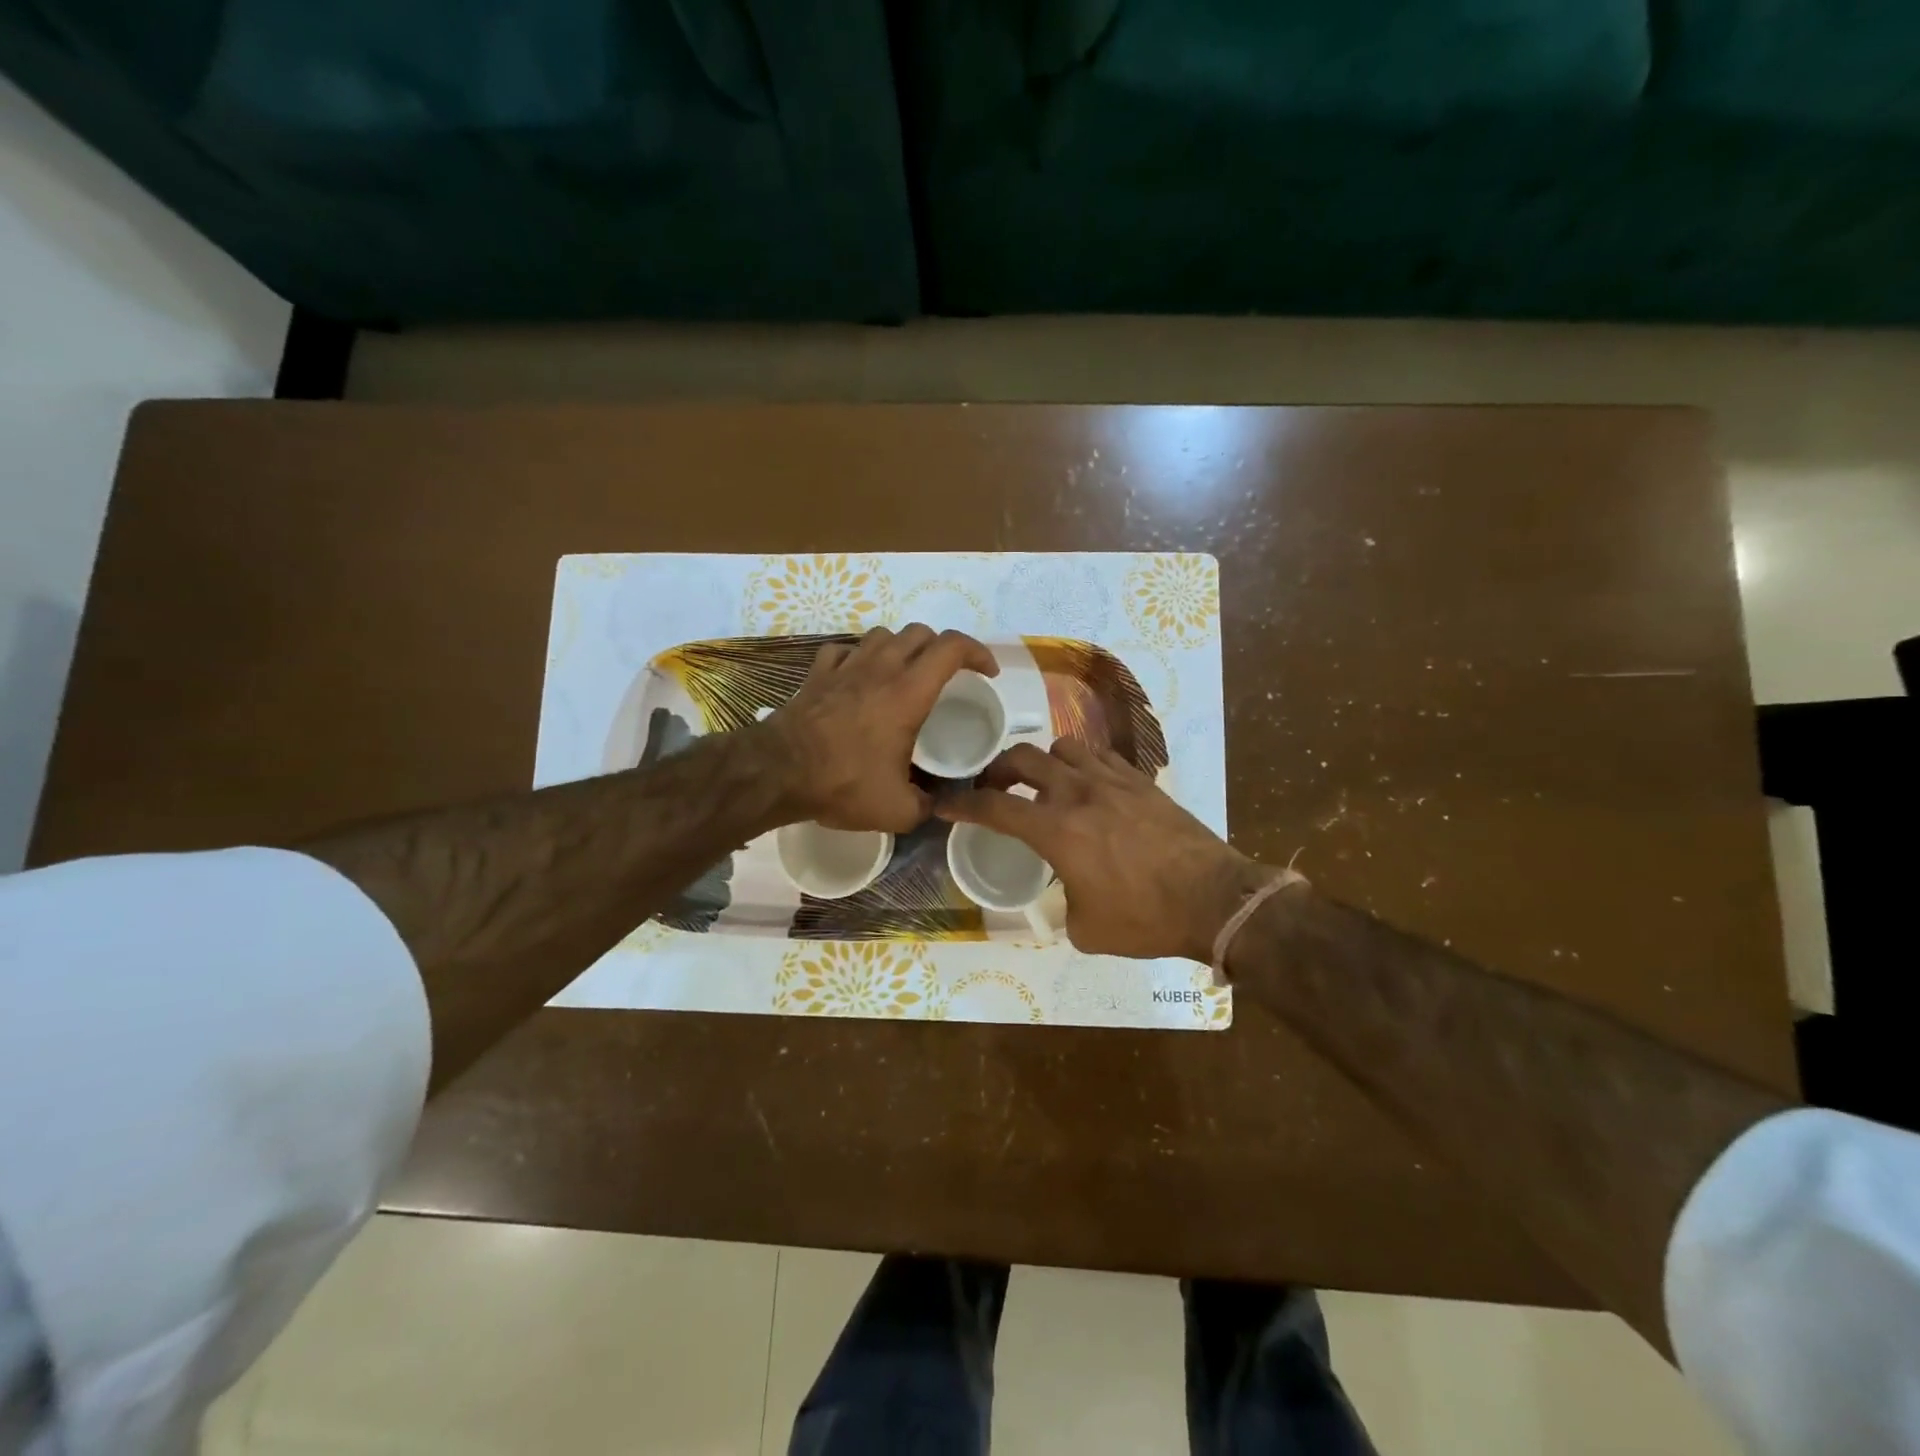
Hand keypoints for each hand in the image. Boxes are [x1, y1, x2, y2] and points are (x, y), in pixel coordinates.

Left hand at [758, 624, 997, 832]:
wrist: (777, 773)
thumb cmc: (843, 783)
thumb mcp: (897, 810)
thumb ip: (927, 806)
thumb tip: (937, 806)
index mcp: (909, 693)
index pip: (952, 647)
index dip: (977, 652)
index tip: (986, 673)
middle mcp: (881, 669)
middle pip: (920, 633)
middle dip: (942, 648)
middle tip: (947, 676)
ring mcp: (845, 667)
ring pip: (883, 634)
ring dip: (902, 647)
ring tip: (905, 672)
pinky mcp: (817, 674)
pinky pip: (844, 650)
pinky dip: (859, 657)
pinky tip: (859, 677)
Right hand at [938, 738, 1271, 961]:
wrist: (1215, 898)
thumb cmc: (1146, 919)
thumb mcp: (1087, 929)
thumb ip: (1064, 905)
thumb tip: (1068, 894)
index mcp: (1057, 831)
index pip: (994, 808)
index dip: (962, 805)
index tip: (945, 804)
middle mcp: (1078, 794)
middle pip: (1023, 759)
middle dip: (998, 770)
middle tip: (995, 788)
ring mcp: (1113, 782)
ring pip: (1063, 747)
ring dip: (1045, 763)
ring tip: (1047, 785)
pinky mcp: (1142, 781)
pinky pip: (1101, 756)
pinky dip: (1084, 765)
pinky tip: (1090, 787)